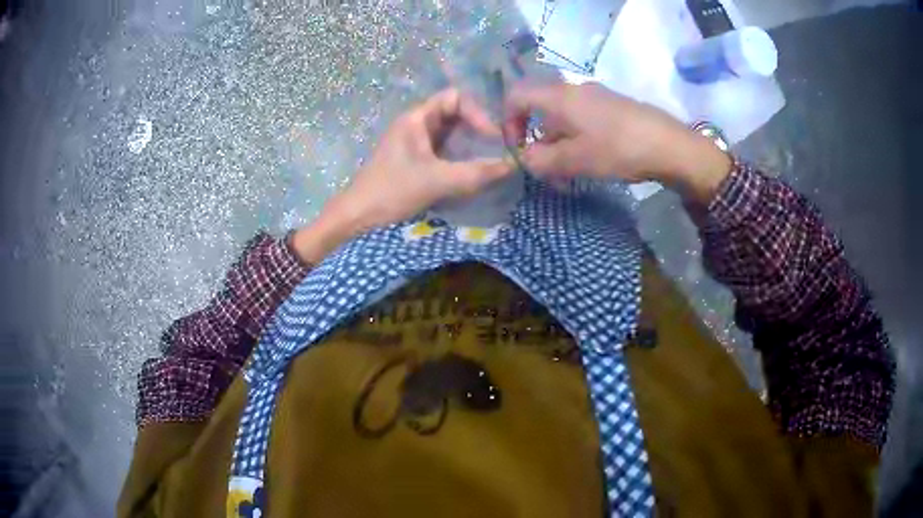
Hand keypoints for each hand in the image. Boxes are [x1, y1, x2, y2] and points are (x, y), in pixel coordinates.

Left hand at [290, 89, 512, 264]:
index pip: (456, 98)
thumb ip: (476, 173)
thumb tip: (512, 165)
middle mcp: (416, 123)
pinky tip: (474, 169)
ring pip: (451, 132)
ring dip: (472, 141)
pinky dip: (461, 154)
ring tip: (493, 156)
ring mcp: (415, 141)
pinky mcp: (415, 158)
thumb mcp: (437, 181)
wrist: (358, 215)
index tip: (494, 136)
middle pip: (456, 112)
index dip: (479, 112)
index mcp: (417, 118)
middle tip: (500, 145)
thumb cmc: (392, 191)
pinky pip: (445, 148)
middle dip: (479, 126)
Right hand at [504, 82, 731, 202]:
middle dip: (536, 140)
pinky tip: (589, 162)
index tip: (517, 149)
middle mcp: (573, 90)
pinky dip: (575, 141)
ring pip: (562, 118)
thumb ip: (541, 160)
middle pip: (539, 109)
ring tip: (568, 174)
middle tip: (544, 169)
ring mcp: (594, 97)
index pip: (516, 96)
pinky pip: (581, 120)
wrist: (669, 145)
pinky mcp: (611, 108)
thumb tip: (526, 158)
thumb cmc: (617, 149)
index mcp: (558, 97)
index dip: (508, 121)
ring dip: (557, 144)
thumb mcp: (574, 160)